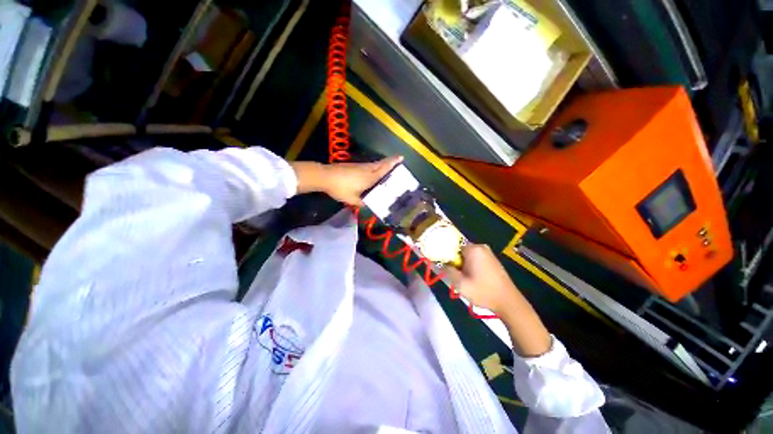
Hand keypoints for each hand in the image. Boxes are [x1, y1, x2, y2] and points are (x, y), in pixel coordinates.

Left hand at [291, 156, 402, 205]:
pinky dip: (374, 167)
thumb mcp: (352, 200)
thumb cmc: (340, 188)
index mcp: (369, 177)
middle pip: (381, 164)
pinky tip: (373, 173)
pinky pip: (368, 166)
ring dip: (383, 164)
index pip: (384, 169)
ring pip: (374, 164)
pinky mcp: (354, 166)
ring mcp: (360, 166)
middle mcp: (367, 169)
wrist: (325, 176)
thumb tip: (368, 206)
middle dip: (390, 161)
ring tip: (388, 167)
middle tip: (399, 160)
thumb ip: (362, 203)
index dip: (393, 163)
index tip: (401, 157)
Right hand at [446, 243, 551, 356]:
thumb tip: (440, 263)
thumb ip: (448, 270)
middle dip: (455, 261)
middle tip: (456, 275)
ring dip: (463, 264)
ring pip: (467, 255)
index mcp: (473, 249)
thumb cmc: (483, 292)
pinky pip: (475, 258)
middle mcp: (481, 247)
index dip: (447, 256)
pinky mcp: (492, 259)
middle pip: (460, 250)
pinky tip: (473, 278)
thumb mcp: (460, 283)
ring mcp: (488, 253)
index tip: (445, 267)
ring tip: (465, 278)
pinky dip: (471, 265)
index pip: (452, 246)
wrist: (509, 302)